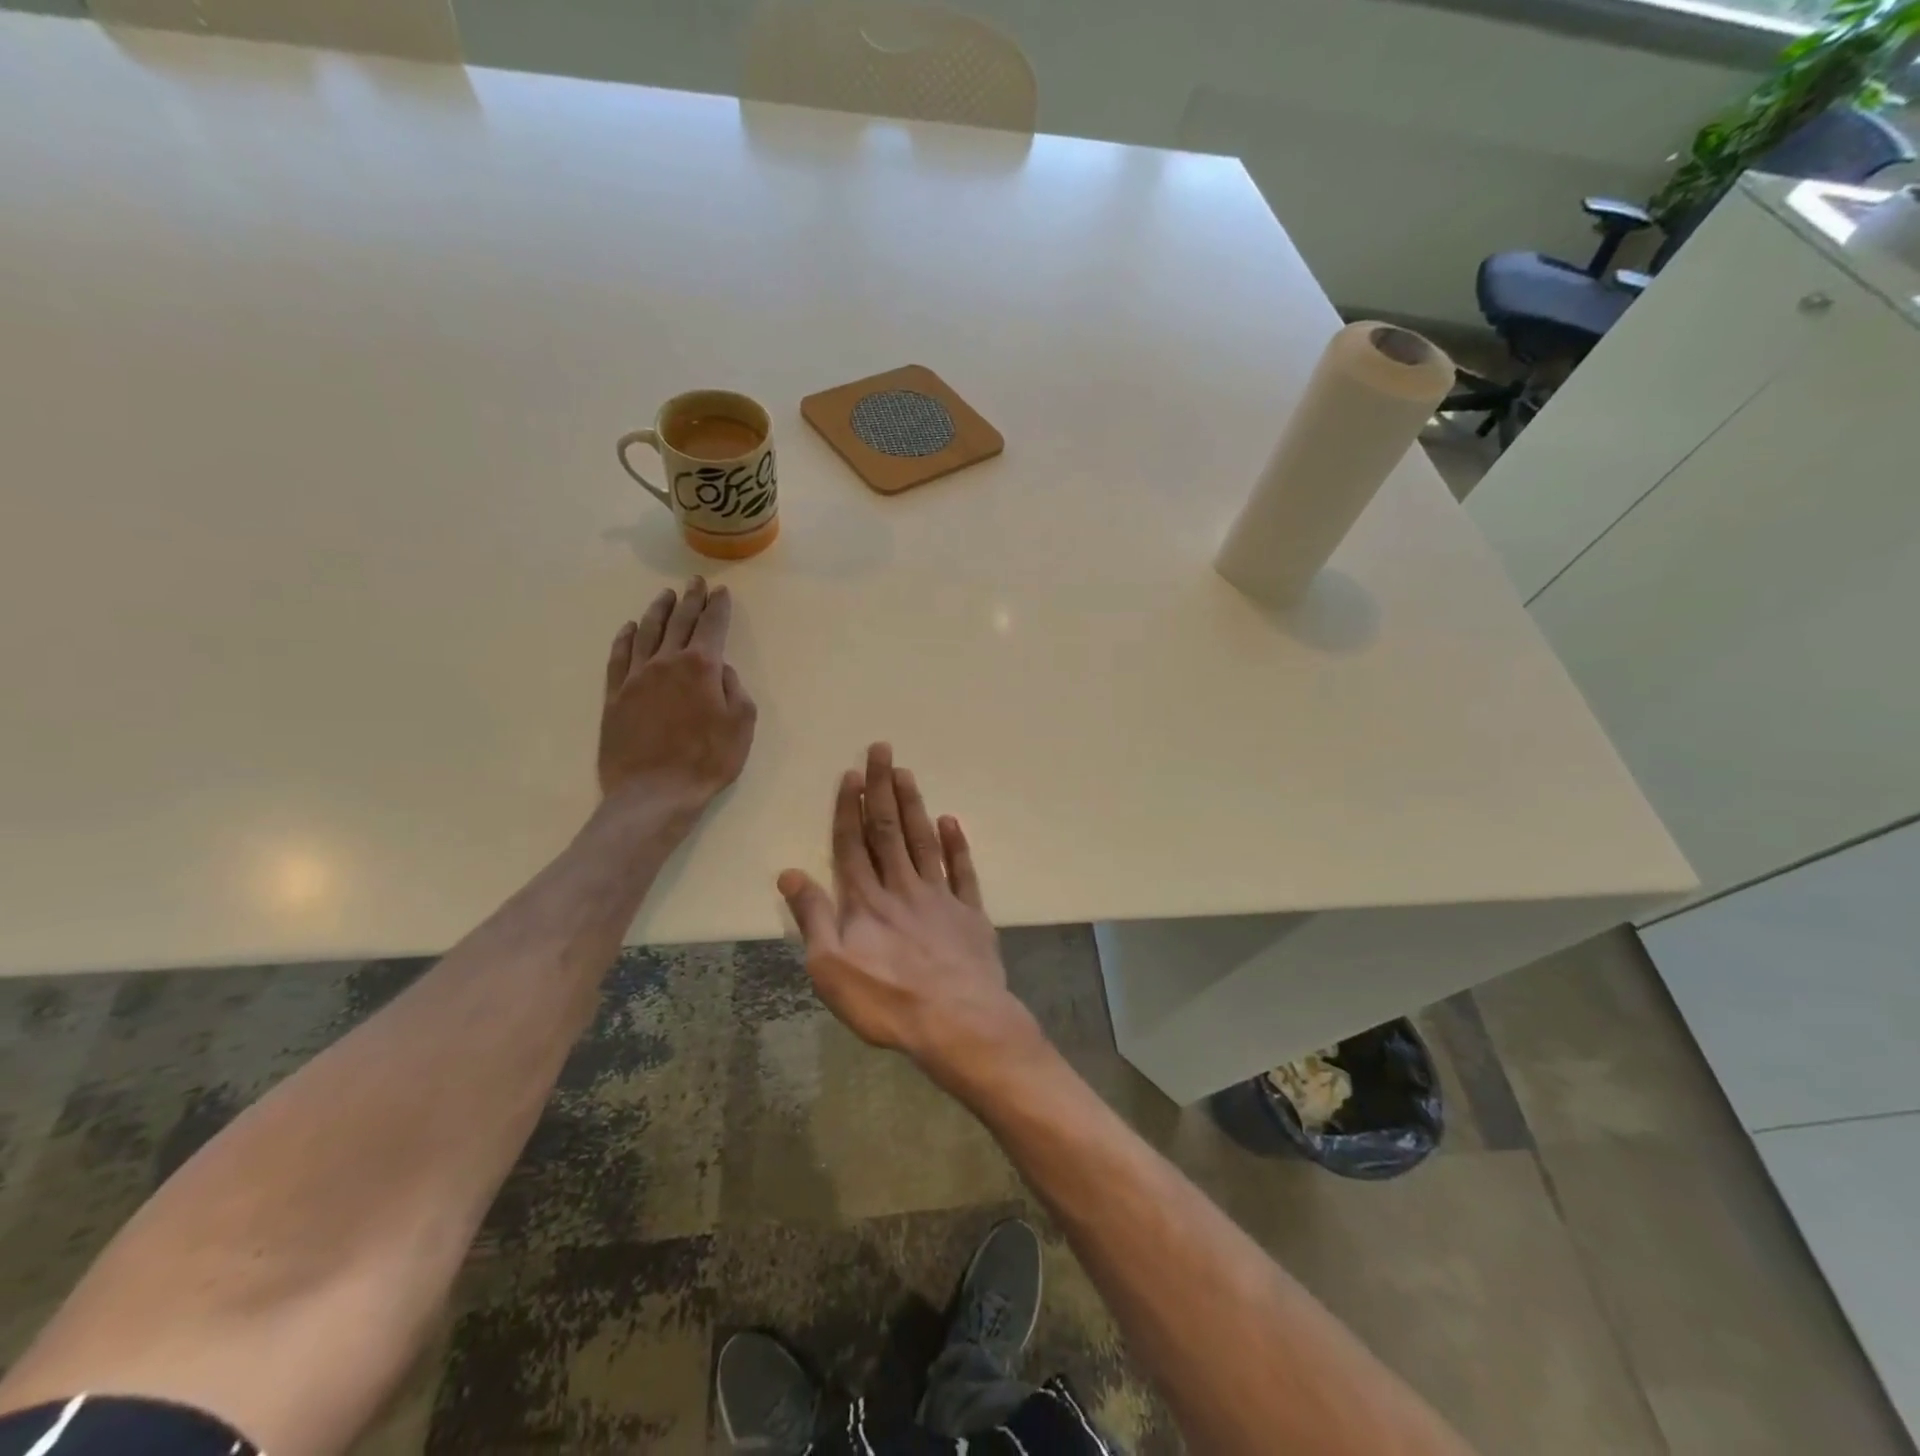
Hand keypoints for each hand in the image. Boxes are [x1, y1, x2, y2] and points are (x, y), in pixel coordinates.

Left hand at [598, 577, 756, 813]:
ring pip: (647, 632)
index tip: (721, 591)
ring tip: (666, 596)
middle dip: (691, 600)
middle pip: (680, 622)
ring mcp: (636, 677)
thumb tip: (722, 670)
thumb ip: (735, 690)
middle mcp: (666, 662)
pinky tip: (629, 628)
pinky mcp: (614, 695)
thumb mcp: (741, 726)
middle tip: (695, 582)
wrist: (653, 793)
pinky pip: (619, 656)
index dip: (718, 607)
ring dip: (658, 610)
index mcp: (701, 667)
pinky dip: (625, 638)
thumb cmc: (706, 761)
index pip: (712, 626)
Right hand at [778, 743, 1042, 1088]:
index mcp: (865, 901)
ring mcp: (940, 897)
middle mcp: (902, 888)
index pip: (853, 844)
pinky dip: (956, 845)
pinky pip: (962, 871)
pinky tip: (950, 822)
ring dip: (914, 805)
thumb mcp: (830, 968)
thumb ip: (812, 917)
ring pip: (923, 841)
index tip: (852, 774)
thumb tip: (789, 873)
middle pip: (889, 830)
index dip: (850, 808)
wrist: (959, 1022)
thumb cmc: (887, 1001)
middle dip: (883, 789)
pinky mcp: (970, 914)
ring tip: (907, 773)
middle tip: (882, 750)